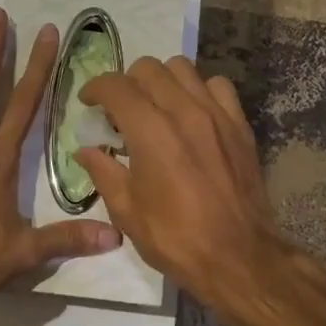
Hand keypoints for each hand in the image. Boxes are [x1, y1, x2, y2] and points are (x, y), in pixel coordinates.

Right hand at [76, 57, 287, 314]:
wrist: (238, 257)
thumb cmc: (175, 238)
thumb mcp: (126, 211)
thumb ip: (103, 172)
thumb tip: (86, 151)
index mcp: (150, 132)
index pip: (116, 86)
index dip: (95, 88)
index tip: (88, 102)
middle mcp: (184, 111)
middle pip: (148, 68)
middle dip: (126, 82)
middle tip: (120, 110)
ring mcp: (216, 115)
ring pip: (183, 68)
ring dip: (162, 81)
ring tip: (156, 106)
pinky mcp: (239, 125)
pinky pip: (218, 86)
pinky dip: (199, 90)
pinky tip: (192, 113)